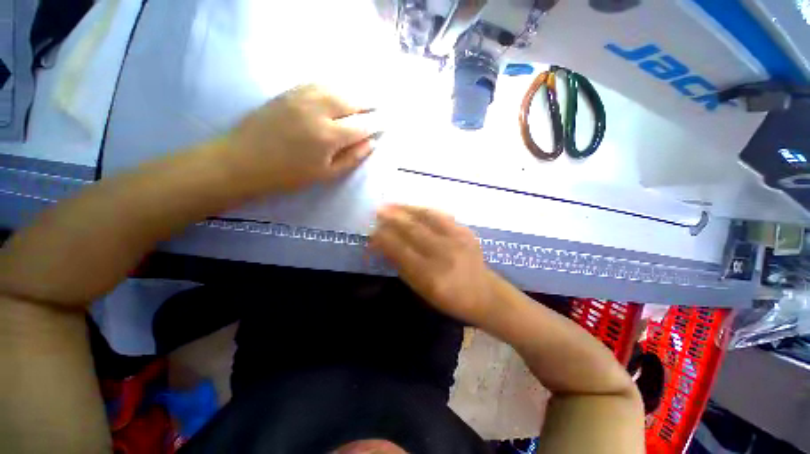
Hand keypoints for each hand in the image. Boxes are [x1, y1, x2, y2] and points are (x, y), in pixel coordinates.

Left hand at [218, 84, 377, 192]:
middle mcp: (318, 110)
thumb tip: (371, 143)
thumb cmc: (289, 175)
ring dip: (354, 93)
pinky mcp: (288, 92)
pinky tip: (339, 91)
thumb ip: (352, 158)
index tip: (387, 122)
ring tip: (364, 99)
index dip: (377, 123)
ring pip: (336, 88)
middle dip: (369, 104)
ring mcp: (301, 97)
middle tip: (380, 107)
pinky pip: (318, 83)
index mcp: (329, 136)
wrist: (243, 161)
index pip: (362, 125)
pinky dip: (334, 86)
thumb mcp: (325, 174)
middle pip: (352, 101)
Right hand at [370, 205, 497, 324]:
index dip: (384, 239)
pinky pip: (440, 215)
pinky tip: (412, 208)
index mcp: (430, 275)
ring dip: (406, 209)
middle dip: (392, 219)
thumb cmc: (449, 298)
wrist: (485, 293)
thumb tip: (385, 245)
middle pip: (412, 230)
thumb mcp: (421, 290)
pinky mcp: (466, 231)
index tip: (372, 232)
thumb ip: (402, 267)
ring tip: (391, 205)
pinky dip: (423, 209)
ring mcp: (457, 239)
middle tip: (378, 212)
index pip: (400, 250)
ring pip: (426, 217)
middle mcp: (444, 253)